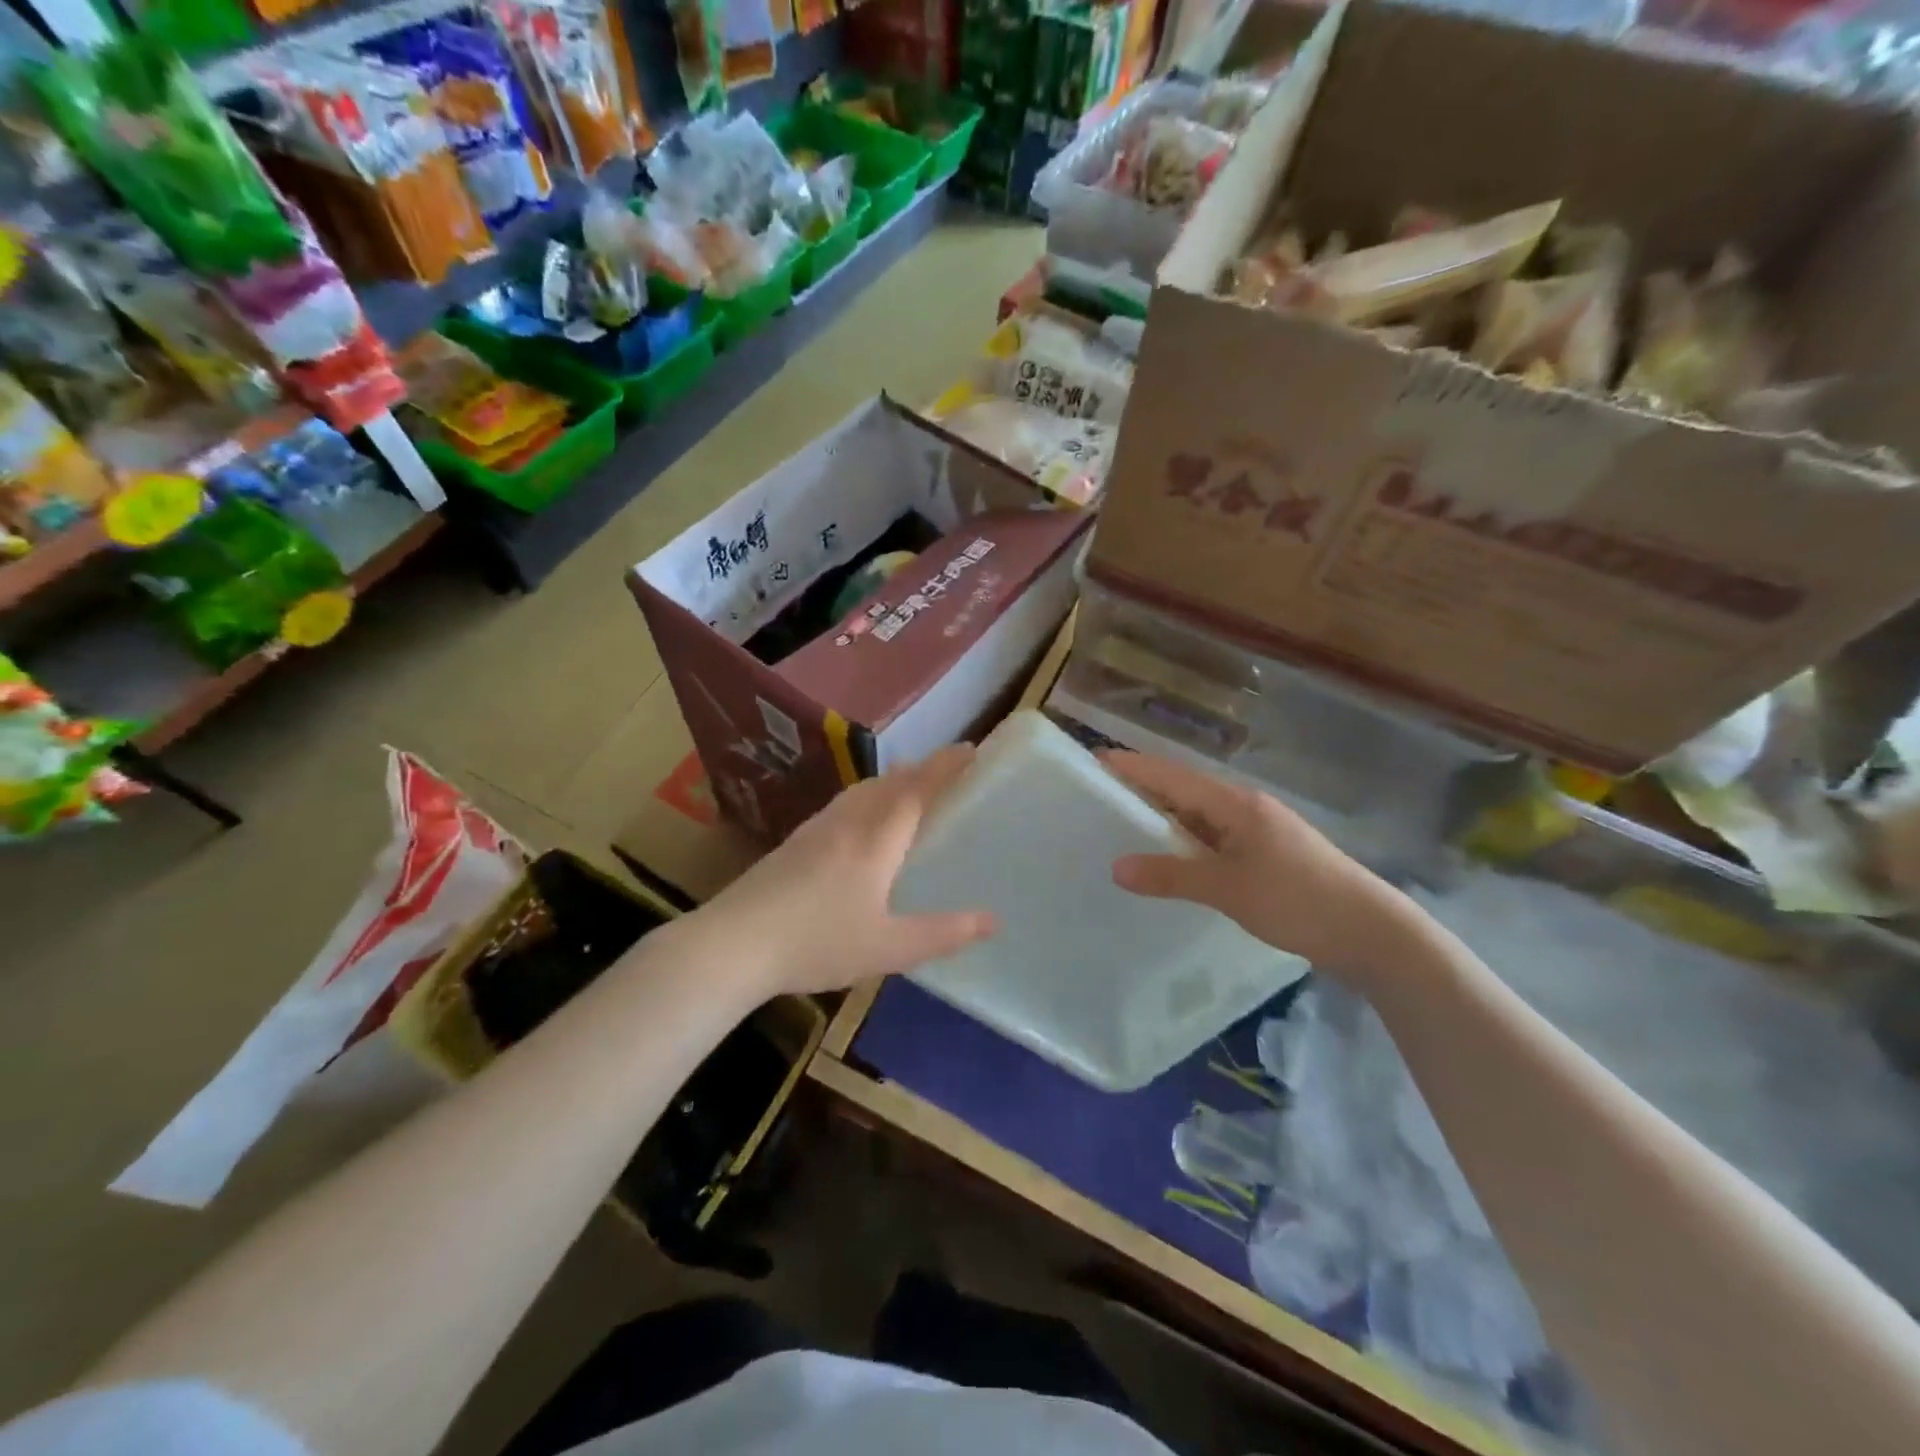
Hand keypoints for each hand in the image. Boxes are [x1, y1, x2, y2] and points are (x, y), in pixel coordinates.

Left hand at [695, 745, 996, 997]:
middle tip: (946, 772)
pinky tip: (859, 822)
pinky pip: (842, 805)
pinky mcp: (794, 843)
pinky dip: (866, 798)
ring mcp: (816, 829)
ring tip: (907, 790)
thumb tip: (992, 920)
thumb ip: (942, 934)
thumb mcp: (888, 948)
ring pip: (861, 791)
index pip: (917, 789)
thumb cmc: (817, 942)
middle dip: (921, 770)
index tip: (970, 749)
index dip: (945, 766)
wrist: (734, 944)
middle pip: (889, 783)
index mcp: (875, 840)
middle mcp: (847, 823)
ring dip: (891, 781)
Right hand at [1103, 750, 1406, 973]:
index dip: (1134, 767)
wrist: (1371, 932)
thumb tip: (1116, 867)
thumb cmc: (1298, 900)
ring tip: (1122, 827)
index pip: (1173, 776)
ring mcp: (1258, 832)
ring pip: (1199, 818)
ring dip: (1164, 820)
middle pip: (1184, 791)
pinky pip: (1214, 840)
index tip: (1095, 761)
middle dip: (1143, 790)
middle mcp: (1245, 809)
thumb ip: (1171, 876)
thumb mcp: (1228, 889)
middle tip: (1098, 797)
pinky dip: (1186, 845)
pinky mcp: (1266, 857)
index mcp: (1235, 804)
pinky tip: (1169, 861)